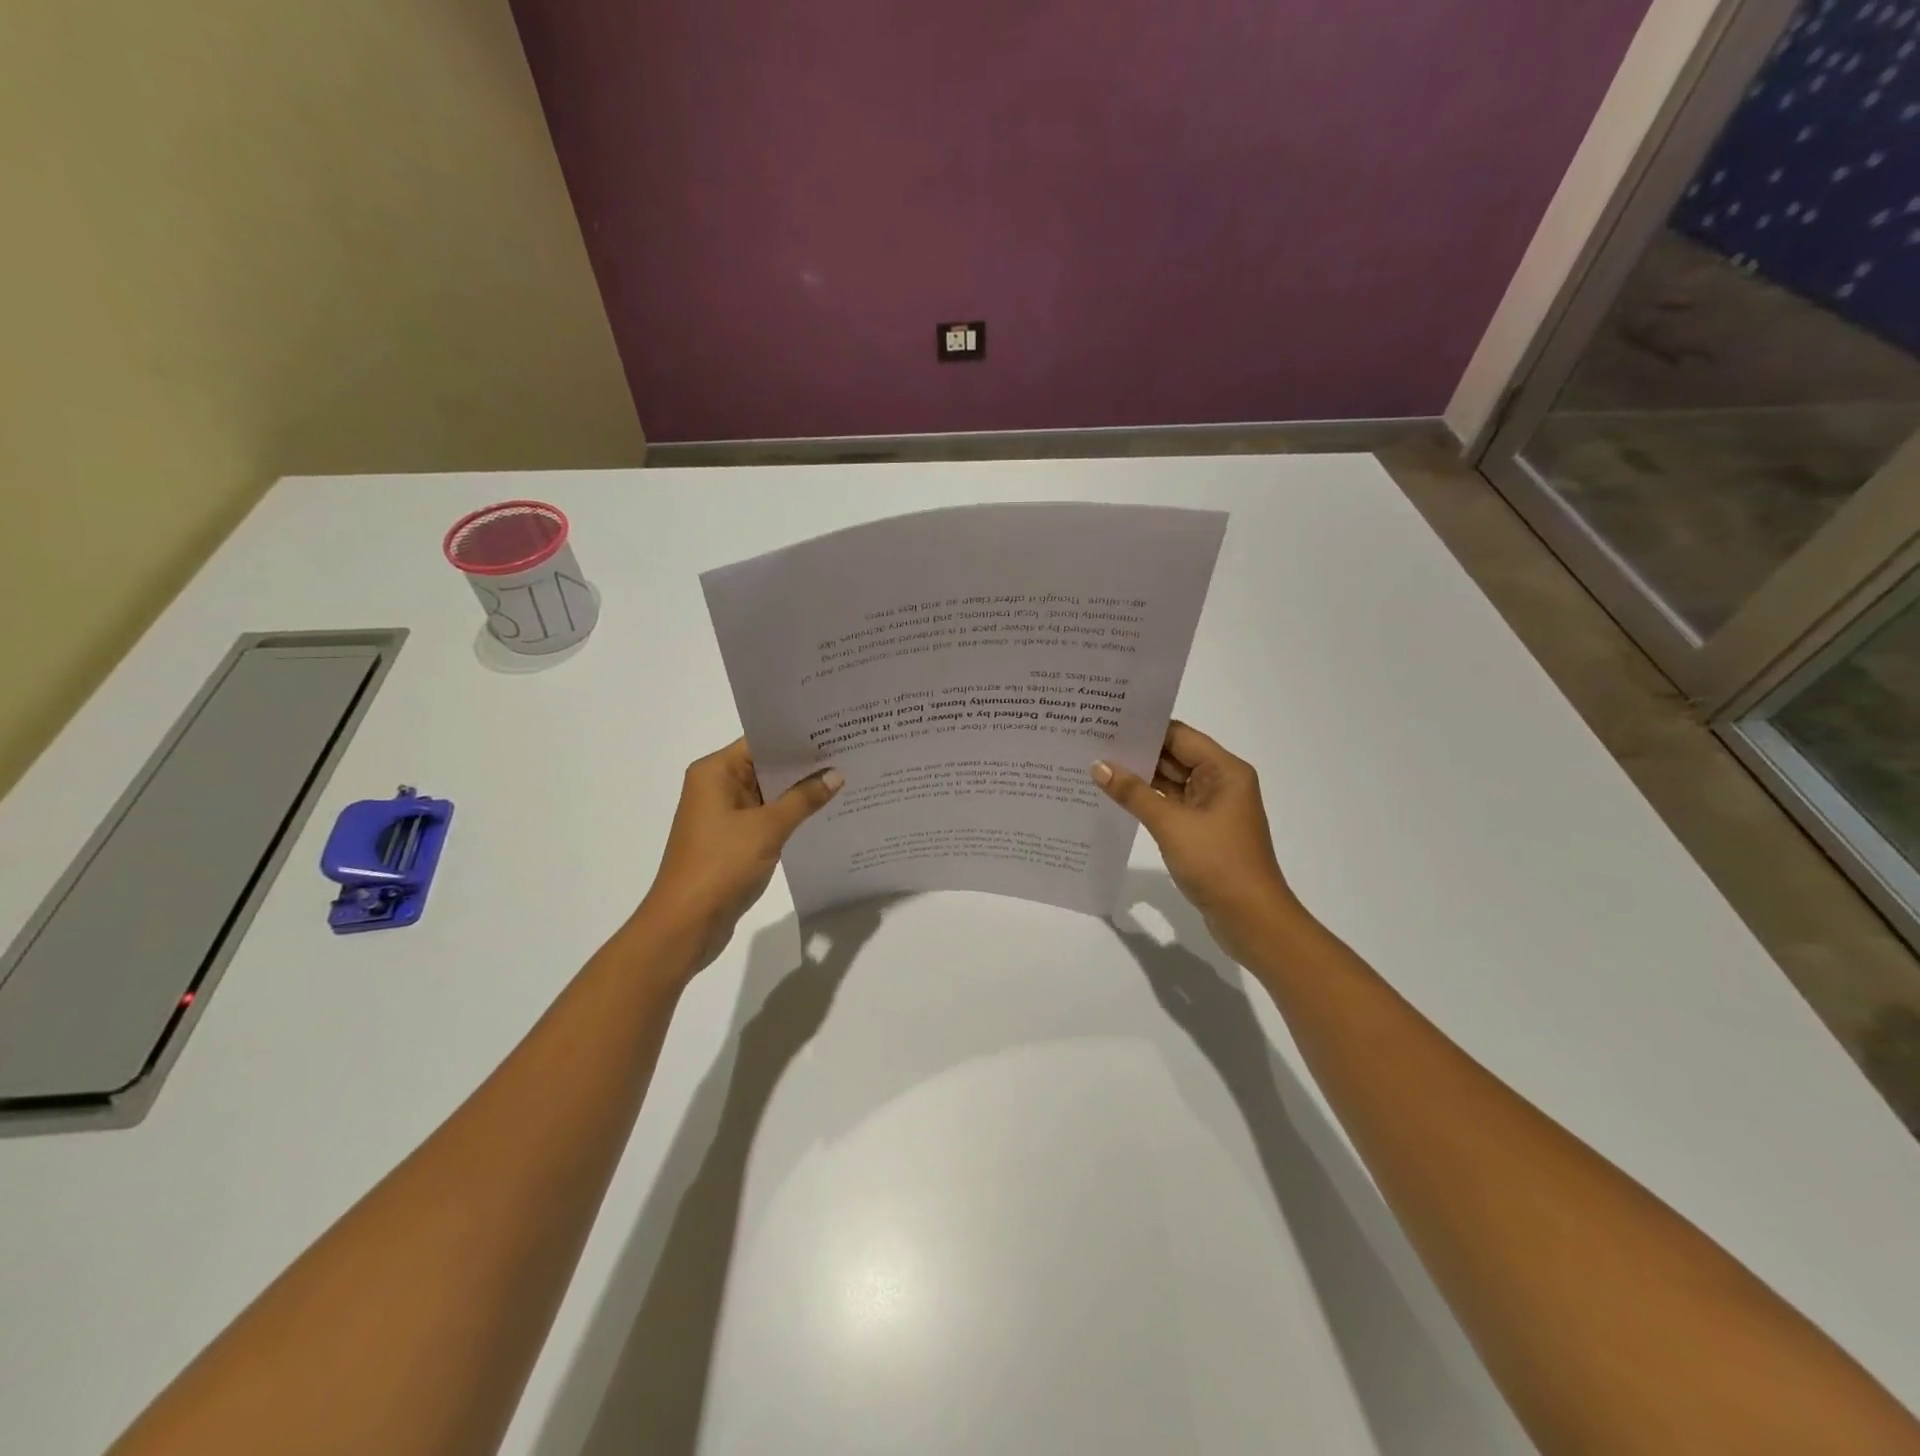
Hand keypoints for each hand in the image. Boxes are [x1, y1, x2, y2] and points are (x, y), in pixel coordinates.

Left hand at [637, 739, 841, 971]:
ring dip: (799, 791)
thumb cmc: (721, 865)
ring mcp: (723, 815)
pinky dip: (790, 815)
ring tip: (845, 779)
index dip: (797, 736)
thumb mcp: (768, 828)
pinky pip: (766, 817)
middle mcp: (716, 786)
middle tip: (849, 753)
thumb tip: (835, 775)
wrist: (686, 924)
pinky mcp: (732, 840)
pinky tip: (824, 813)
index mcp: (715, 772)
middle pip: (765, 765)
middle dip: (804, 764)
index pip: (761, 741)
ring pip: (768, 793)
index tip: (835, 730)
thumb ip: (803, 799)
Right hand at [1093, 722, 1298, 960]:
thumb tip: (1099, 766)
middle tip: (1092, 742)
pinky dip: (1147, 802)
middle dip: (1137, 752)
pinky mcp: (1202, 831)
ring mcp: (1212, 809)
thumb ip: (1133, 793)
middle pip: (1174, 757)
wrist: (1251, 919)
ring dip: (1139, 778)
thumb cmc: (1217, 862)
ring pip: (1170, 783)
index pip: (1179, 736)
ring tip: (1095, 766)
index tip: (1106, 721)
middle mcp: (1220, 783)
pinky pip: (1170, 806)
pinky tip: (1115, 798)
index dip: (1144, 728)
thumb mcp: (1171, 824)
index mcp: (1224, 771)